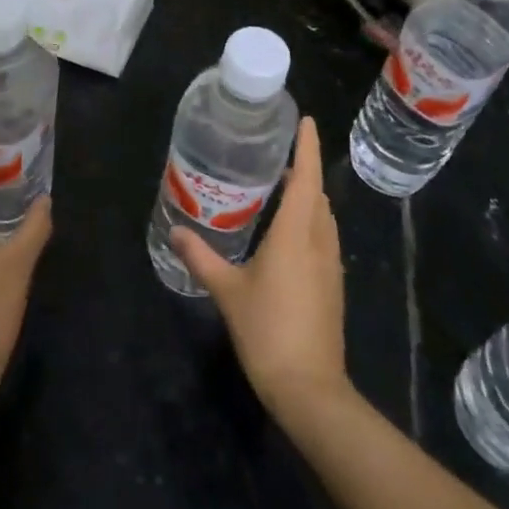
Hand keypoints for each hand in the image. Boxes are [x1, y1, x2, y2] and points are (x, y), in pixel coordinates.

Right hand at [171, 117, 351, 422]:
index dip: (307, 147)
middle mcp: (318, 242)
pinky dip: (310, 220)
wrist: (310, 388)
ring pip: (324, 217)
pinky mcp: (333, 285)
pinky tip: (289, 232)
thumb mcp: (227, 291)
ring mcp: (330, 265)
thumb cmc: (268, 331)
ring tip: (282, 186)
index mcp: (296, 234)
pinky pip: (323, 237)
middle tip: (279, 153)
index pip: (306, 179)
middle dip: (304, 169)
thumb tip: (176, 230)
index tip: (305, 120)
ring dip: (309, 196)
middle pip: (318, 194)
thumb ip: (201, 257)